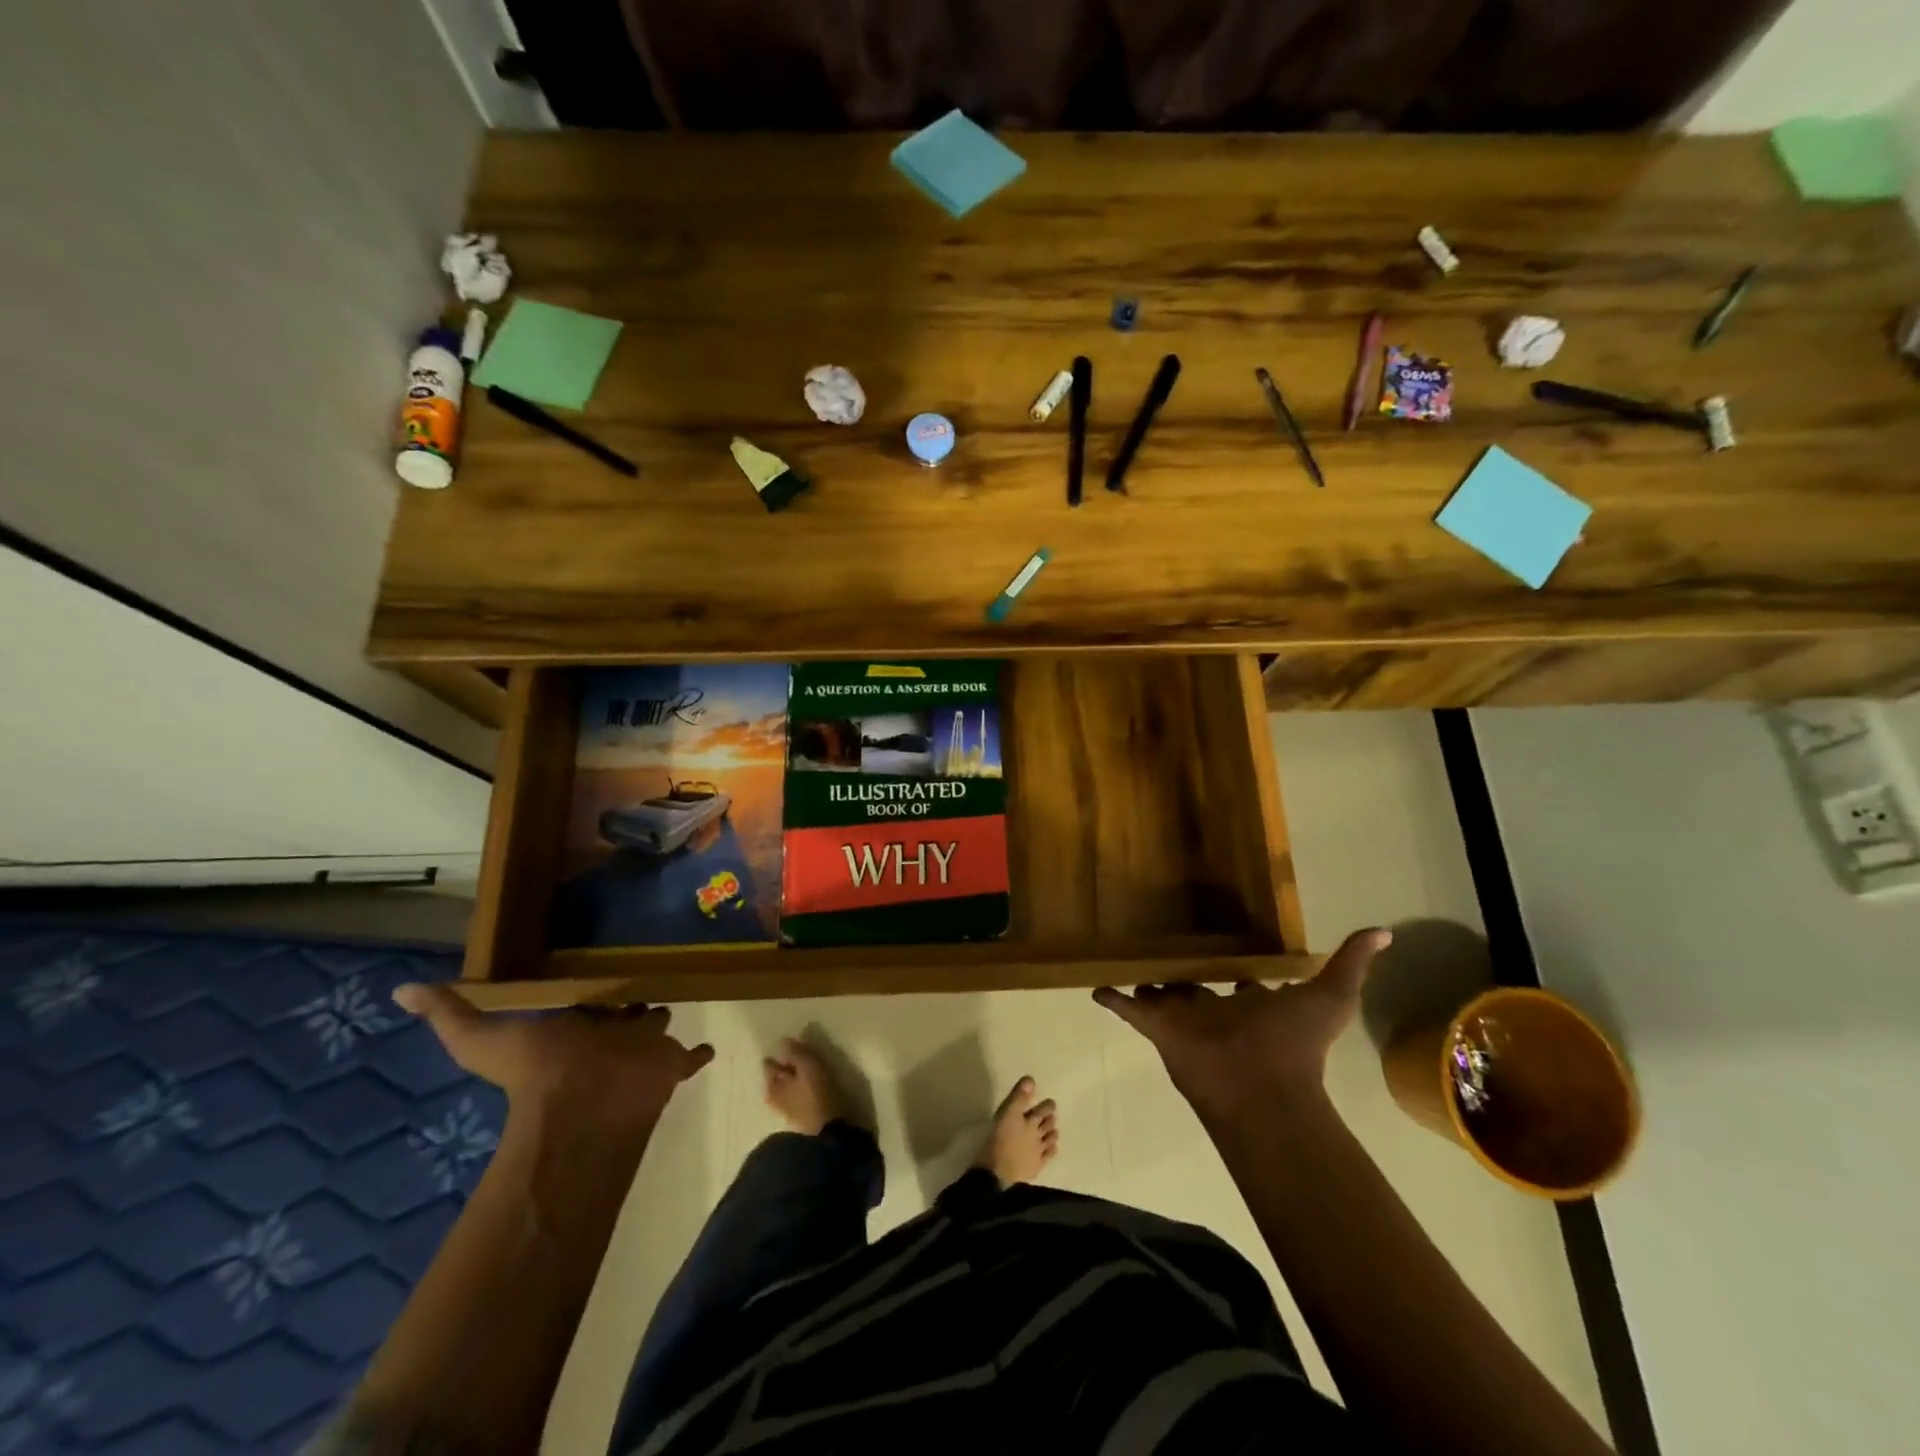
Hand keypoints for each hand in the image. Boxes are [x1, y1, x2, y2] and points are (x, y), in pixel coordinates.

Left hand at [394, 985, 714, 1135]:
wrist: (583, 1105)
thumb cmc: (539, 1070)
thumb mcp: (483, 1038)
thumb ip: (451, 1013)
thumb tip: (400, 991)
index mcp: (575, 1025)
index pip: (589, 1001)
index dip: (593, 989)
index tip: (603, 967)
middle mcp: (610, 1035)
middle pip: (625, 1012)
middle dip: (633, 1000)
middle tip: (647, 977)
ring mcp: (643, 1051)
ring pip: (658, 1027)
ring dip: (662, 1018)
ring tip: (677, 995)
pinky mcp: (670, 1064)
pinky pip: (690, 1058)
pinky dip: (698, 1054)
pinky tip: (708, 1048)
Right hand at [1094, 928, 1389, 1118]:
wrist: (1260, 1089)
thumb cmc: (1294, 1044)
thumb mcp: (1330, 997)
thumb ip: (1351, 964)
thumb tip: (1384, 931)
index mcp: (1252, 1004)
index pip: (1241, 983)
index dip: (1237, 968)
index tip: (1227, 949)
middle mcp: (1216, 1011)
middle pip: (1197, 988)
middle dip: (1185, 974)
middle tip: (1169, 949)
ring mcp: (1184, 1019)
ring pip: (1161, 996)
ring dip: (1148, 983)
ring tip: (1129, 964)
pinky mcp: (1157, 1027)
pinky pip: (1128, 1009)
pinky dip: (1112, 998)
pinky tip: (1095, 986)